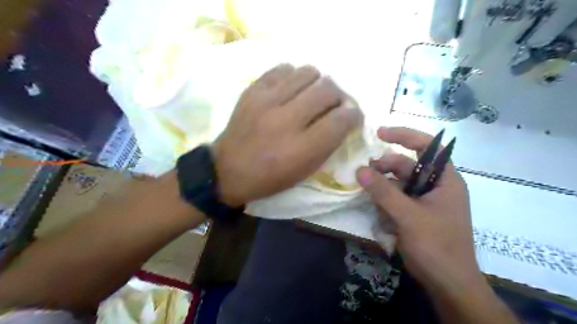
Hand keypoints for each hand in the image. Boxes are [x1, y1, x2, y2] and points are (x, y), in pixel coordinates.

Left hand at [213, 63, 361, 206]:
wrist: (228, 169)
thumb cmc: (270, 177)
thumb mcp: (304, 171)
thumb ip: (328, 144)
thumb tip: (344, 118)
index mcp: (301, 149)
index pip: (340, 120)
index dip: (354, 115)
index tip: (353, 115)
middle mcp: (285, 120)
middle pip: (327, 90)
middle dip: (339, 96)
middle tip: (335, 104)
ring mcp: (266, 101)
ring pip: (308, 72)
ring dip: (318, 83)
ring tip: (313, 95)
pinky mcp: (252, 90)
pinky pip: (283, 69)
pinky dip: (294, 77)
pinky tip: (292, 90)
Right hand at [357, 127, 482, 293]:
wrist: (447, 284)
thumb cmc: (436, 246)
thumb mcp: (408, 216)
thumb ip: (383, 192)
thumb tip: (359, 170)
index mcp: (445, 179)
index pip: (428, 146)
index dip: (404, 135)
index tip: (380, 133)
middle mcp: (435, 186)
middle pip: (405, 166)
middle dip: (384, 169)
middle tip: (363, 173)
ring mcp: (423, 201)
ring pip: (397, 184)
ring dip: (382, 190)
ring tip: (370, 198)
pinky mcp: (414, 214)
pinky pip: (395, 200)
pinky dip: (385, 204)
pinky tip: (382, 218)